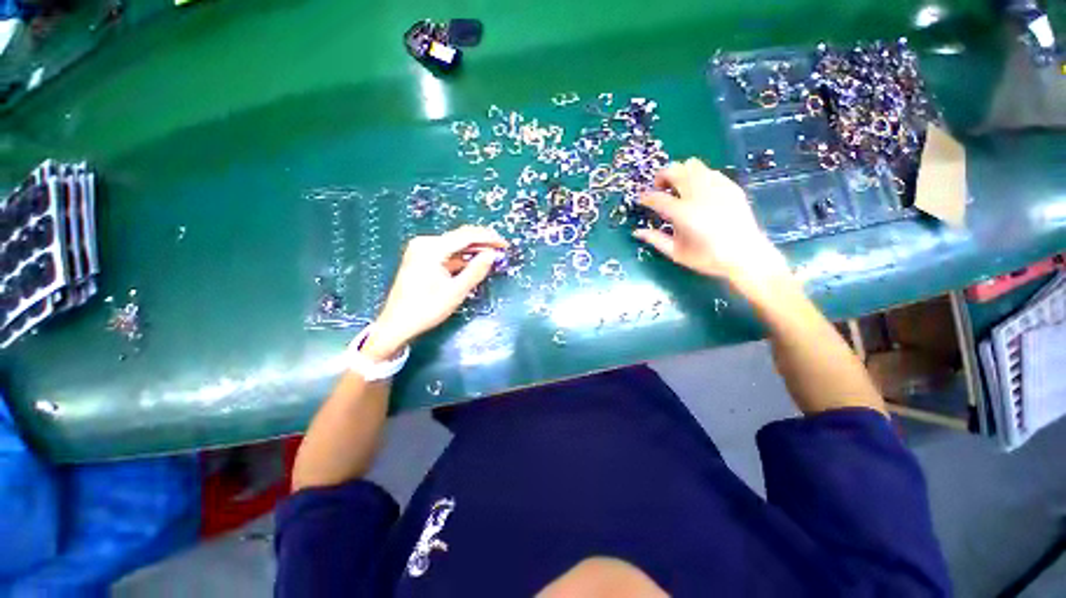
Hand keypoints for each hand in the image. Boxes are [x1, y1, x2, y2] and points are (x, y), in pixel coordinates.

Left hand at [362, 226, 506, 358]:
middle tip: (501, 250)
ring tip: (492, 256)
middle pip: (460, 237)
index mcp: (431, 248)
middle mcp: (425, 243)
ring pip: (454, 245)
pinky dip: (461, 257)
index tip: (505, 245)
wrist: (396, 324)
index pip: (466, 236)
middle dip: (482, 242)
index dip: (488, 238)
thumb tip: (492, 254)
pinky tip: (474, 262)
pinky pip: (447, 253)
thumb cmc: (426, 309)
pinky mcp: (421, 258)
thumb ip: (476, 270)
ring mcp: (421, 250)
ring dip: (473, 250)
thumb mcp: (456, 291)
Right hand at [633, 158, 790, 292]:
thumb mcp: (676, 253)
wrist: (746, 255)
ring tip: (678, 187)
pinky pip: (709, 171)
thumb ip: (655, 239)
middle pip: (674, 171)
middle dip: (661, 177)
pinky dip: (698, 176)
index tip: (641, 199)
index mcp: (683, 213)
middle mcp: (698, 194)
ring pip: (692, 165)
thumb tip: (636, 232)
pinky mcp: (730, 186)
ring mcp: (716, 187)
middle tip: (659, 189)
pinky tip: (698, 192)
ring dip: (680, 173)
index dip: (645, 197)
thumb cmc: (707, 258)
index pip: (657, 198)